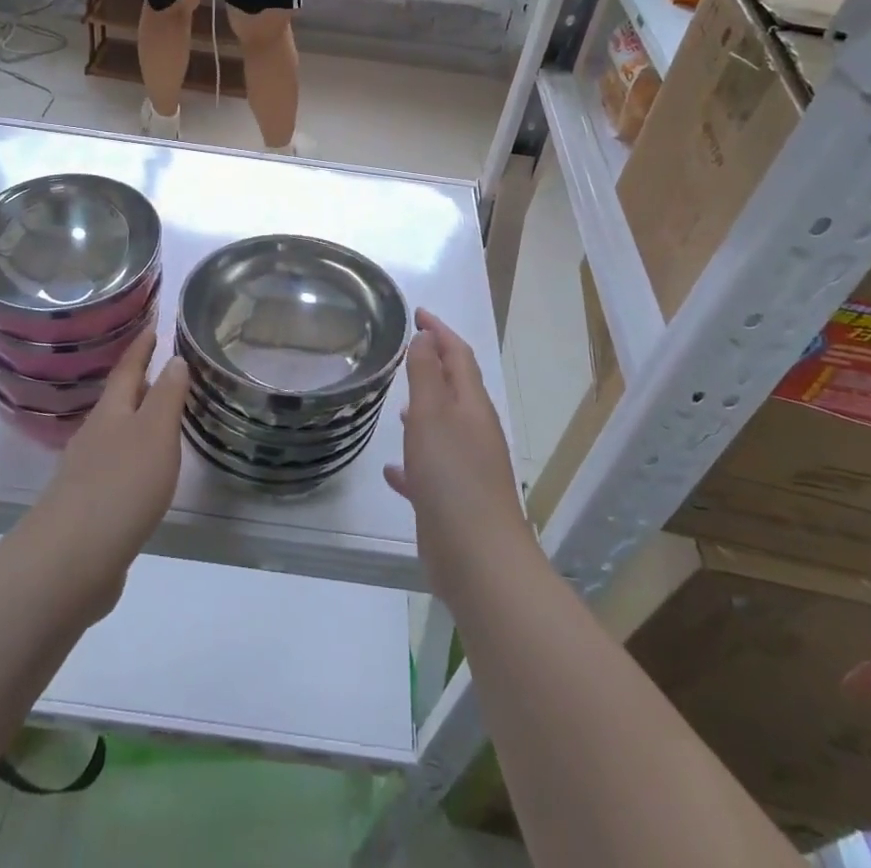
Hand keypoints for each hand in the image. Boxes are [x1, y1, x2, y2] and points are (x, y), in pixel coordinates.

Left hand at [19, 328, 190, 620]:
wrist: (68, 562)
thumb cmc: (120, 487)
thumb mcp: (155, 434)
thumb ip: (167, 396)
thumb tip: (175, 359)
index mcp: (111, 413)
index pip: (128, 369)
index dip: (141, 347)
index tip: (152, 325)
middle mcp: (95, 436)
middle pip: (118, 401)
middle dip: (138, 382)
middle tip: (161, 365)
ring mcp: (86, 473)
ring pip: (115, 434)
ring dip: (136, 420)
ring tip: (160, 416)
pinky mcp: (87, 507)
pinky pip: (114, 468)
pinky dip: (132, 458)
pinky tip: (144, 473)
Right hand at [386, 309, 533, 604]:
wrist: (479, 559)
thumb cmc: (452, 477)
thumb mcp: (432, 416)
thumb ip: (427, 375)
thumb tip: (426, 338)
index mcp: (471, 406)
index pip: (458, 355)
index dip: (439, 331)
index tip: (417, 313)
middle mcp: (474, 431)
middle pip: (455, 388)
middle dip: (434, 366)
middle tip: (406, 351)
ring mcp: (467, 467)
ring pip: (443, 428)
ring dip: (424, 411)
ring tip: (397, 405)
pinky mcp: (454, 500)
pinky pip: (430, 470)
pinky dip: (413, 462)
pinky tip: (391, 470)